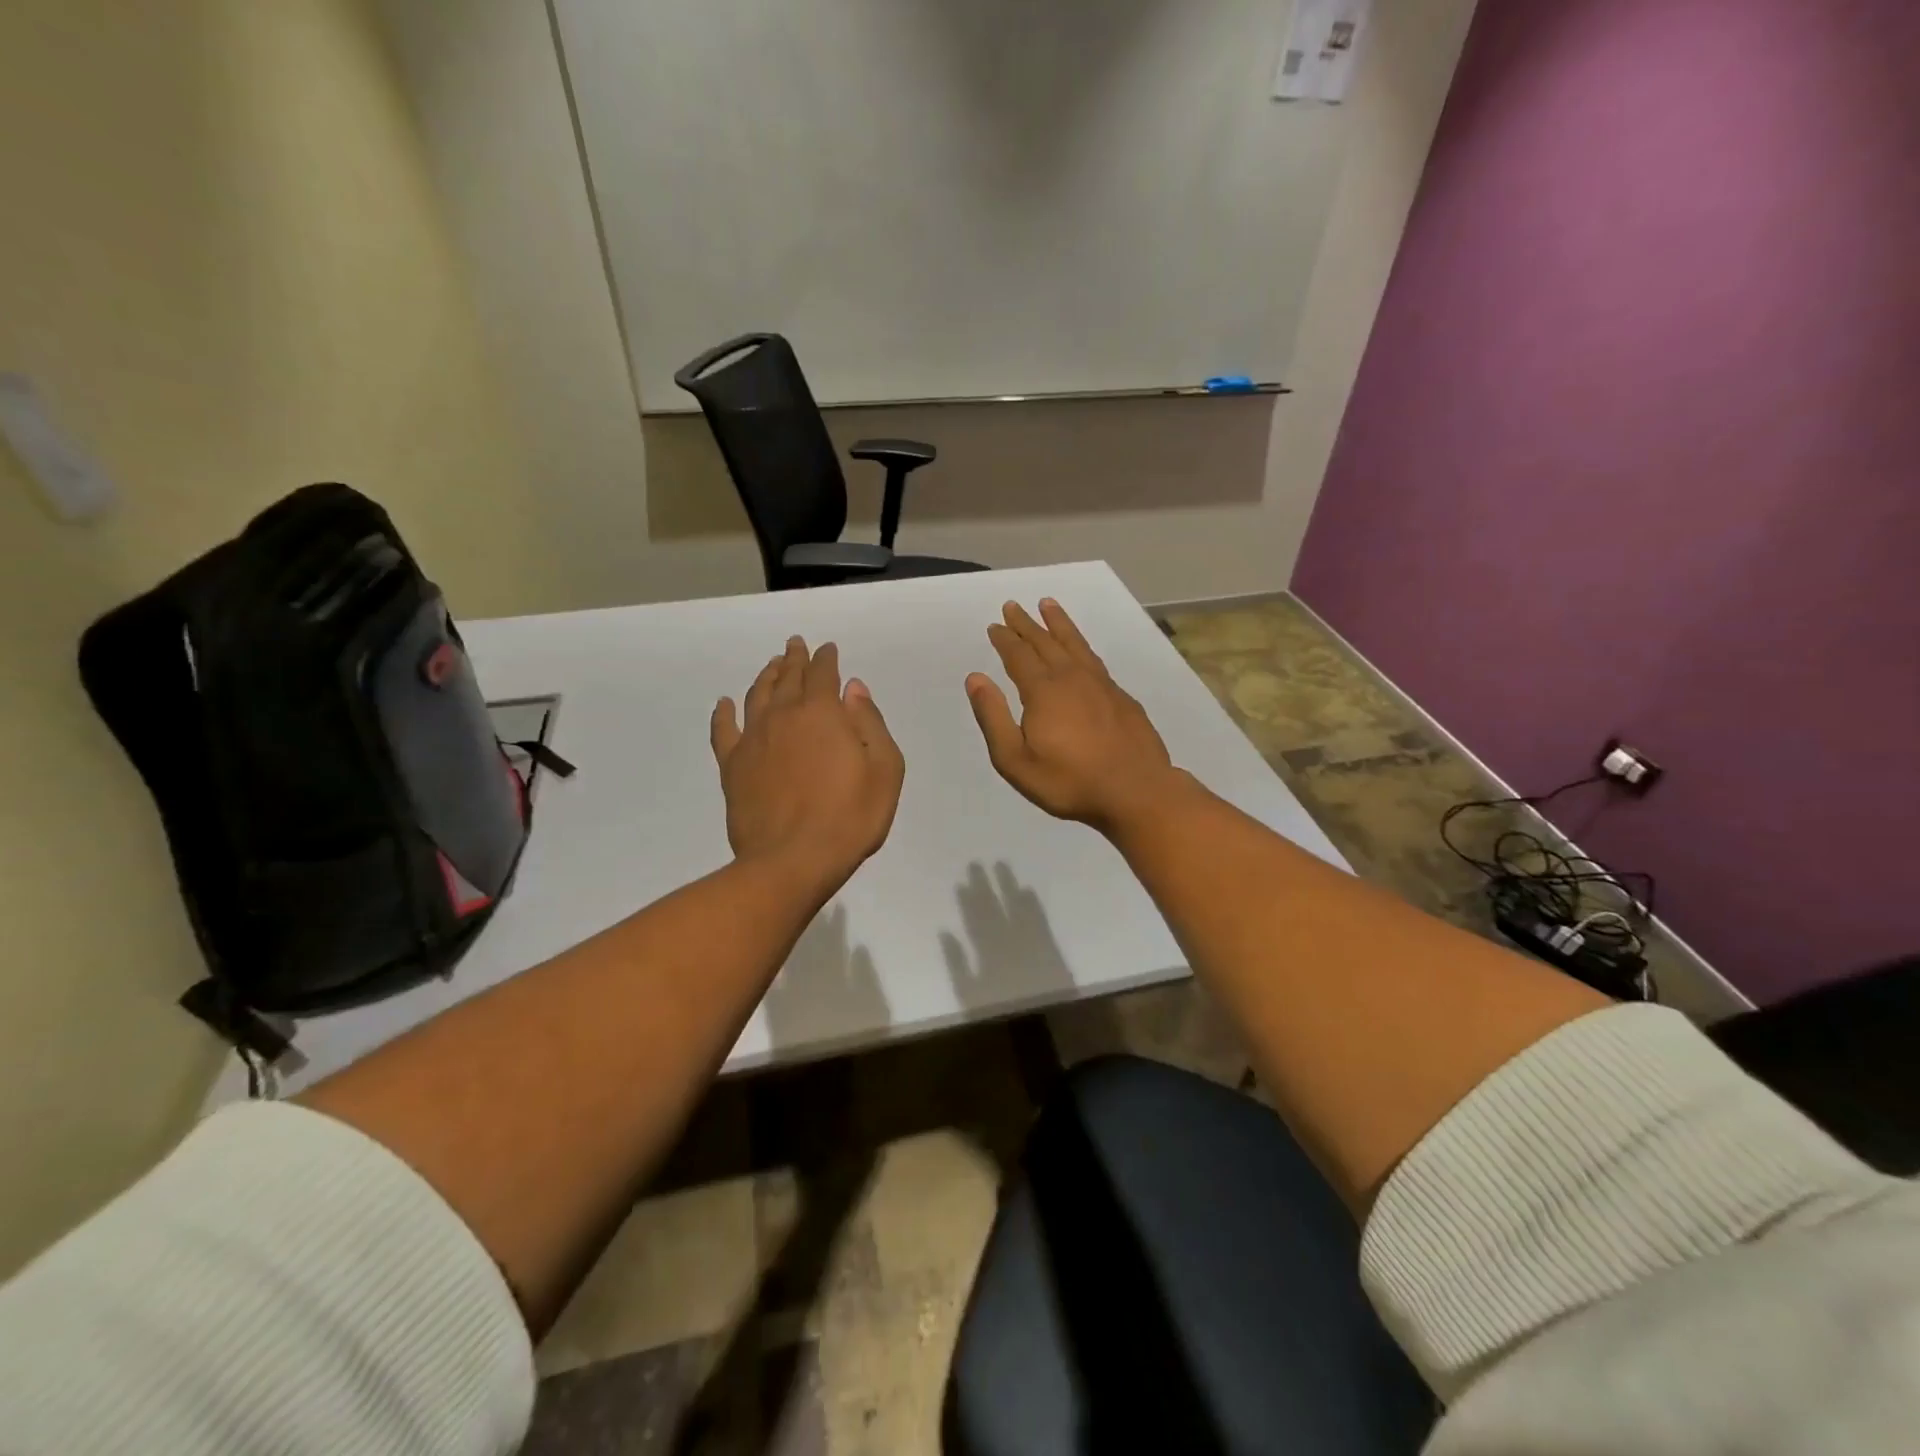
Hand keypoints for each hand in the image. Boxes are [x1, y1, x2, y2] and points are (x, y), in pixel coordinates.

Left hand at [711, 637, 904, 895]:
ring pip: (757, 695)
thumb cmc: (850, 817)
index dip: (827, 658)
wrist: (792, 860)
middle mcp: (784, 715)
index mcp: (823, 712)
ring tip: (772, 665)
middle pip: (788, 677)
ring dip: (765, 675)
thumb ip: (870, 723)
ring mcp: (753, 739)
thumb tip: (853, 689)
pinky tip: (725, 704)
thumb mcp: (884, 770)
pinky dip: (723, 713)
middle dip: (795, 658)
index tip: (828, 649)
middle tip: (796, 645)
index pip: (823, 673)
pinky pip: (723, 730)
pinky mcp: (732, 766)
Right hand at [965, 599, 1186, 832]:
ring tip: (1048, 604)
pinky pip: (1094, 658)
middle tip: (1013, 606)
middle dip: (1026, 624)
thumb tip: (975, 678)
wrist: (1136, 791)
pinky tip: (1080, 649)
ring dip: (1058, 623)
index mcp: (1043, 691)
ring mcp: (1101, 684)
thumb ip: (993, 717)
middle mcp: (1071, 677)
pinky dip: (1081, 644)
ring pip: (1074, 643)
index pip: (1018, 656)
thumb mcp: (1015, 760)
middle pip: (1045, 642)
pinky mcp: (1121, 696)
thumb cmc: (1069, 781)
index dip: (1004, 639)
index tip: (995, 625)